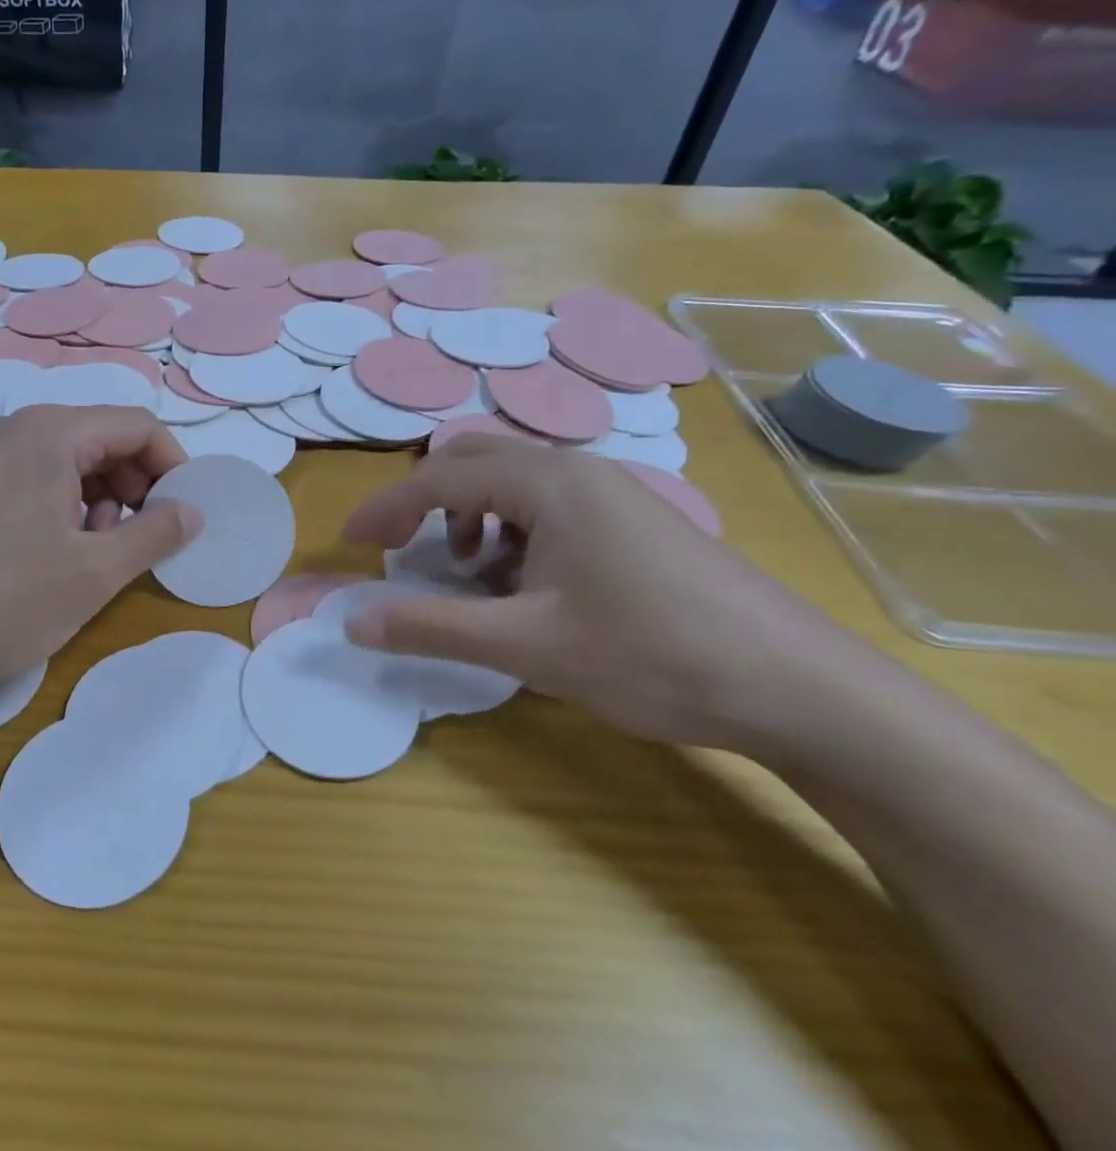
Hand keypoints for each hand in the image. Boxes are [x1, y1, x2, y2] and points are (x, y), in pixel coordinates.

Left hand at [0, 406, 201, 701]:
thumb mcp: (93, 573)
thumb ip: (154, 535)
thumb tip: (192, 511)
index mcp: (50, 433)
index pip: (137, 426)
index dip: (173, 467)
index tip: (183, 516)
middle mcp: (13, 429)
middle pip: (101, 438)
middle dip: (136, 484)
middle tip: (139, 539)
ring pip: (65, 460)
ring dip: (99, 498)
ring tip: (94, 552)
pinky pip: (30, 477)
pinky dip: (60, 505)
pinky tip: (51, 554)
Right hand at [341, 436, 857, 755]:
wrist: (800, 688)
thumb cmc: (653, 656)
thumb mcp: (525, 646)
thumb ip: (429, 627)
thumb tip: (352, 621)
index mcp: (547, 483)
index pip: (438, 479)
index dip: (385, 508)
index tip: (351, 543)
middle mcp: (576, 469)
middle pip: (472, 462)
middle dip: (426, 504)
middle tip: (403, 553)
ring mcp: (612, 491)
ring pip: (511, 482)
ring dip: (470, 518)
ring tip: (471, 575)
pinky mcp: (634, 519)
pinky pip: (548, 505)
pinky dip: (512, 532)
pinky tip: (526, 585)